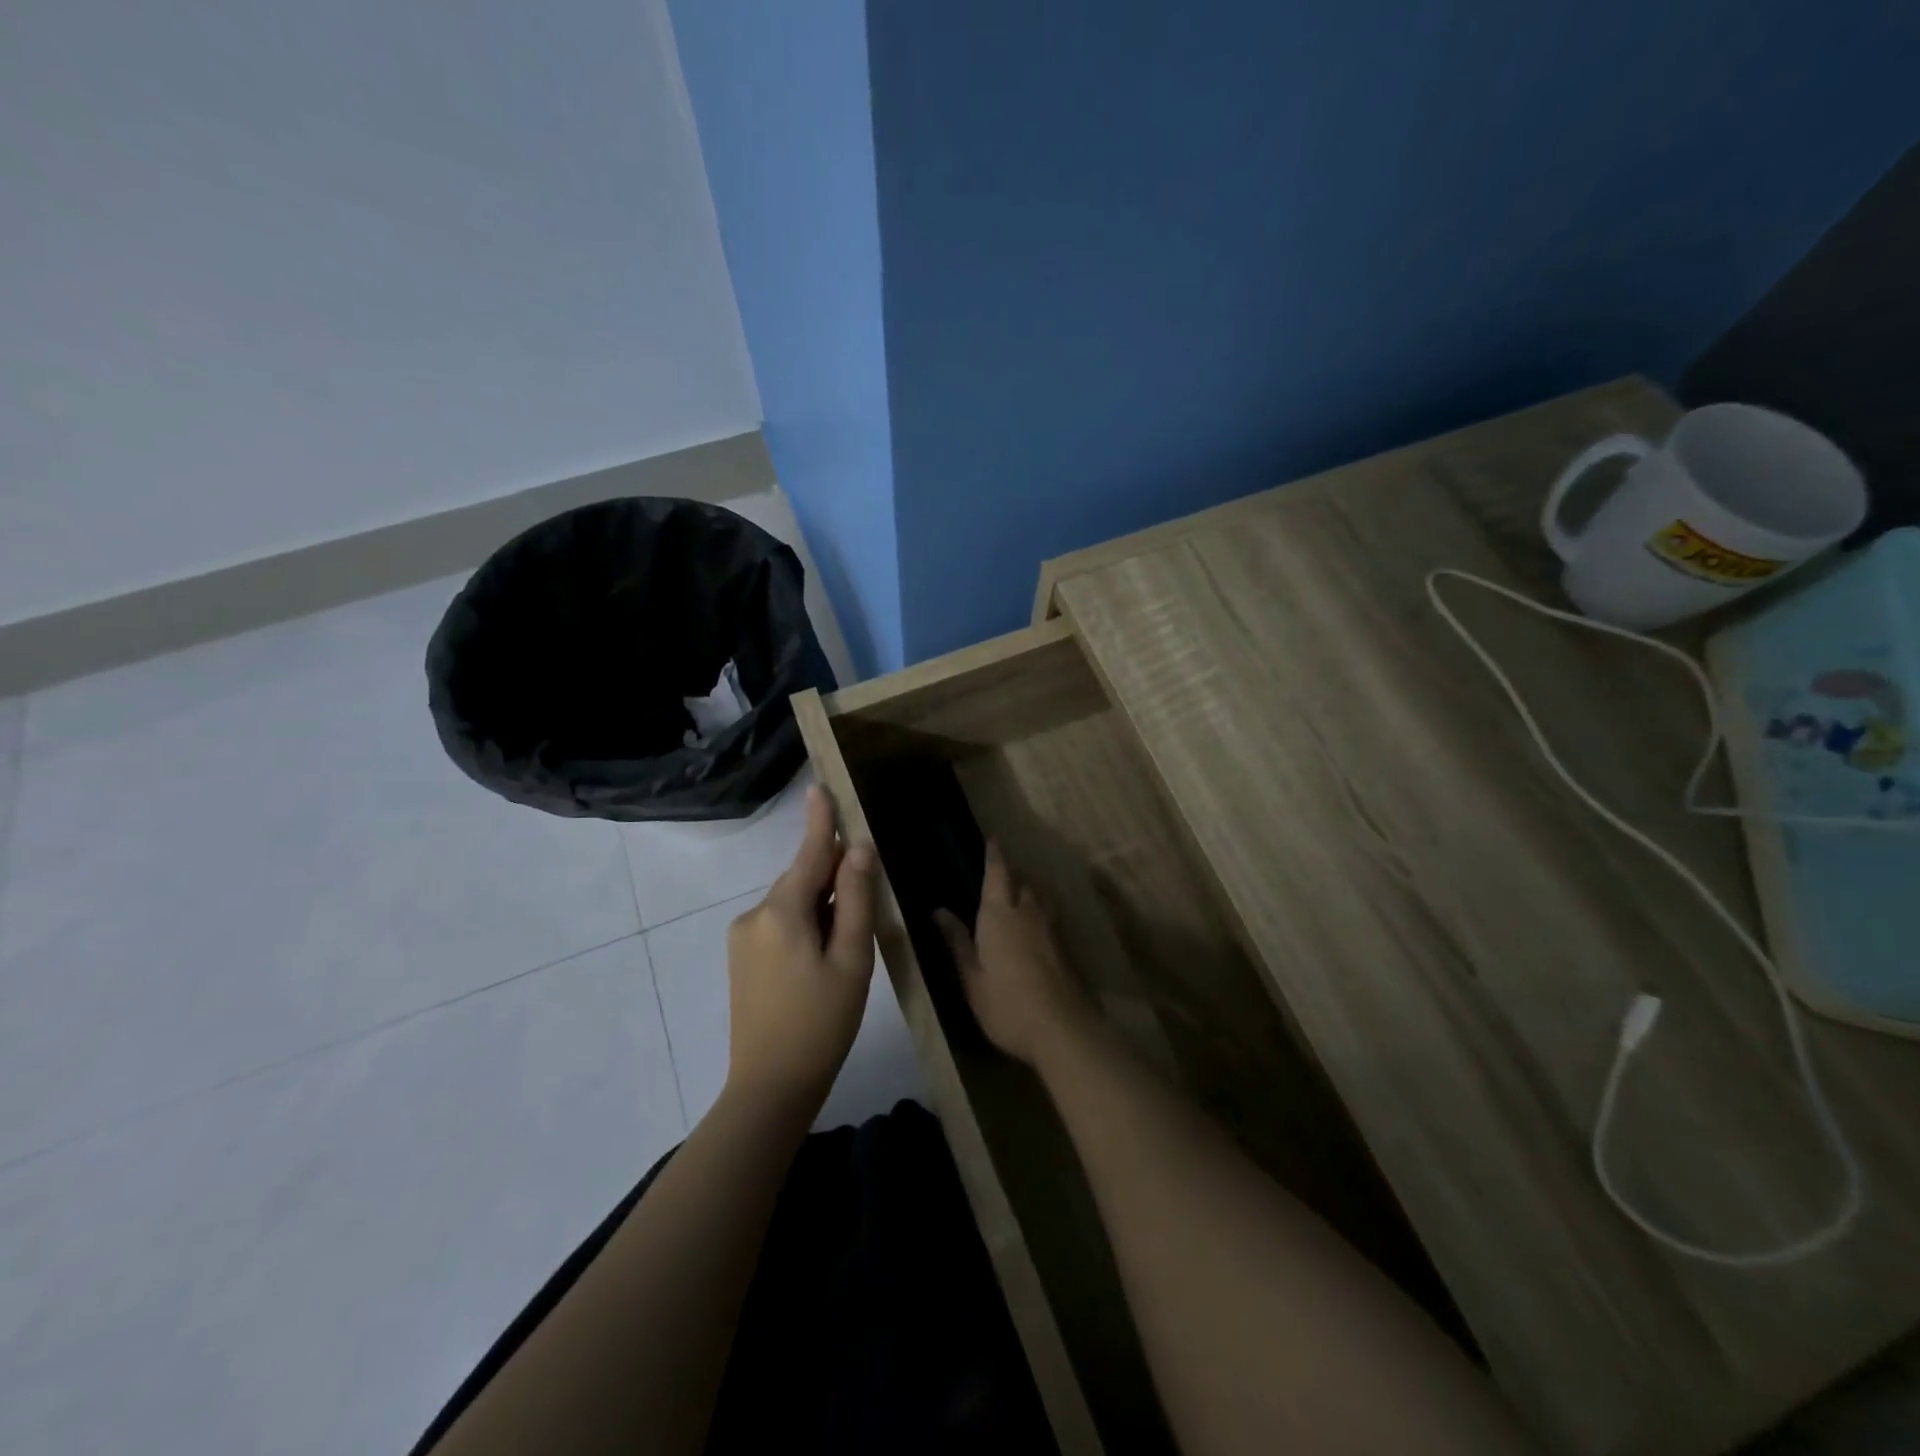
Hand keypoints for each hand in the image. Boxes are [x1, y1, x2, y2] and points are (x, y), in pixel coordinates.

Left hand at [725, 785, 876, 1106]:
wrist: (770, 1086)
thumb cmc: (821, 1023)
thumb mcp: (851, 960)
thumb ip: (854, 900)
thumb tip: (857, 849)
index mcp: (782, 911)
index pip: (808, 852)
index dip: (820, 820)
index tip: (820, 786)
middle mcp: (755, 914)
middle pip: (802, 878)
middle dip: (832, 878)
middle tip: (866, 906)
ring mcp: (743, 936)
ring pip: (792, 902)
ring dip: (820, 907)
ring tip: (845, 947)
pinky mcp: (741, 957)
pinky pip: (779, 923)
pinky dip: (804, 924)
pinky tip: (820, 959)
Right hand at [935, 843, 1094, 1066]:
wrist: (1062, 1030)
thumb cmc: (1007, 1005)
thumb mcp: (972, 978)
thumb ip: (958, 942)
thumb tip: (939, 911)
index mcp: (999, 916)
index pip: (997, 874)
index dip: (995, 856)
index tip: (993, 839)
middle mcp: (1027, 913)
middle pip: (1022, 884)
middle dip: (1011, 879)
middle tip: (998, 882)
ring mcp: (1051, 930)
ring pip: (1040, 900)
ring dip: (1028, 896)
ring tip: (1017, 905)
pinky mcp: (1065, 948)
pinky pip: (1050, 920)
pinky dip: (1040, 917)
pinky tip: (1034, 934)